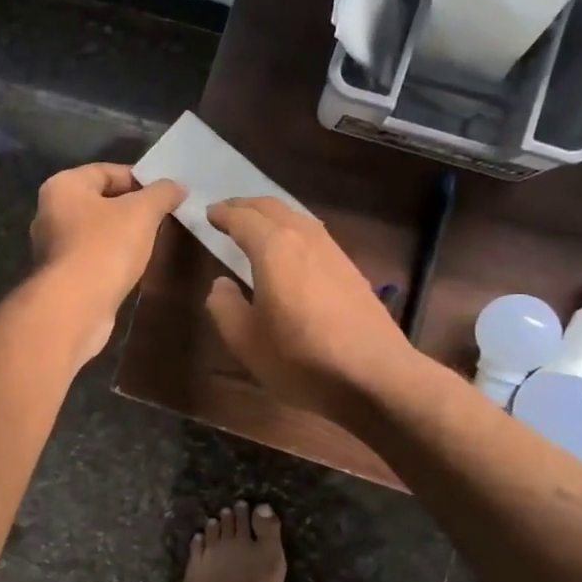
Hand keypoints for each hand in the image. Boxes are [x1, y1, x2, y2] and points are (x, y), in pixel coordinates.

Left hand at [30, 163, 185, 356]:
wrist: (75, 307)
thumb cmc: (105, 248)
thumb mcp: (141, 212)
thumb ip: (161, 193)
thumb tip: (177, 186)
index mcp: (62, 187)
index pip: (106, 171)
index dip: (139, 179)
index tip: (166, 193)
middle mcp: (50, 213)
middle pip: (100, 201)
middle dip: (133, 208)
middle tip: (164, 217)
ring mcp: (53, 247)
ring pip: (97, 231)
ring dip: (124, 234)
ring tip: (154, 241)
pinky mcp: (62, 277)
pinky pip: (93, 257)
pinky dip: (113, 257)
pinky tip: (134, 266)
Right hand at [203, 197, 416, 421]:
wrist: (374, 375)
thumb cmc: (300, 357)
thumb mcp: (245, 340)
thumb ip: (224, 306)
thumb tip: (221, 284)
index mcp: (274, 248)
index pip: (242, 218)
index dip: (222, 214)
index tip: (207, 214)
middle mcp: (304, 238)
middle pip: (272, 207)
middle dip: (246, 206)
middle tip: (227, 212)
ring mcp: (333, 252)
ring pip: (297, 217)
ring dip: (272, 216)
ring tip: (256, 227)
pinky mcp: (351, 270)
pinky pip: (313, 235)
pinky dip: (293, 231)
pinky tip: (291, 250)